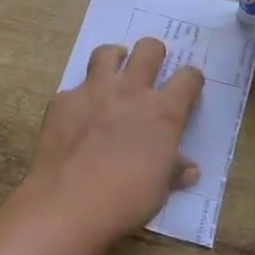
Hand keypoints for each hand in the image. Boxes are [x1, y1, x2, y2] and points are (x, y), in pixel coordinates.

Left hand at [15, 37, 204, 247]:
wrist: (68, 204)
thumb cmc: (125, 201)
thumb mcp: (159, 190)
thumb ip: (173, 171)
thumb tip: (189, 169)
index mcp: (163, 113)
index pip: (188, 78)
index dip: (191, 79)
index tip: (188, 86)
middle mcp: (131, 92)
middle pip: (149, 50)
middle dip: (154, 52)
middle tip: (150, 66)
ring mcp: (94, 92)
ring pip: (107, 53)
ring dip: (114, 58)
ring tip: (113, 71)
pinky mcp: (63, 100)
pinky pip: (74, 89)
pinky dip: (79, 99)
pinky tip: (76, 117)